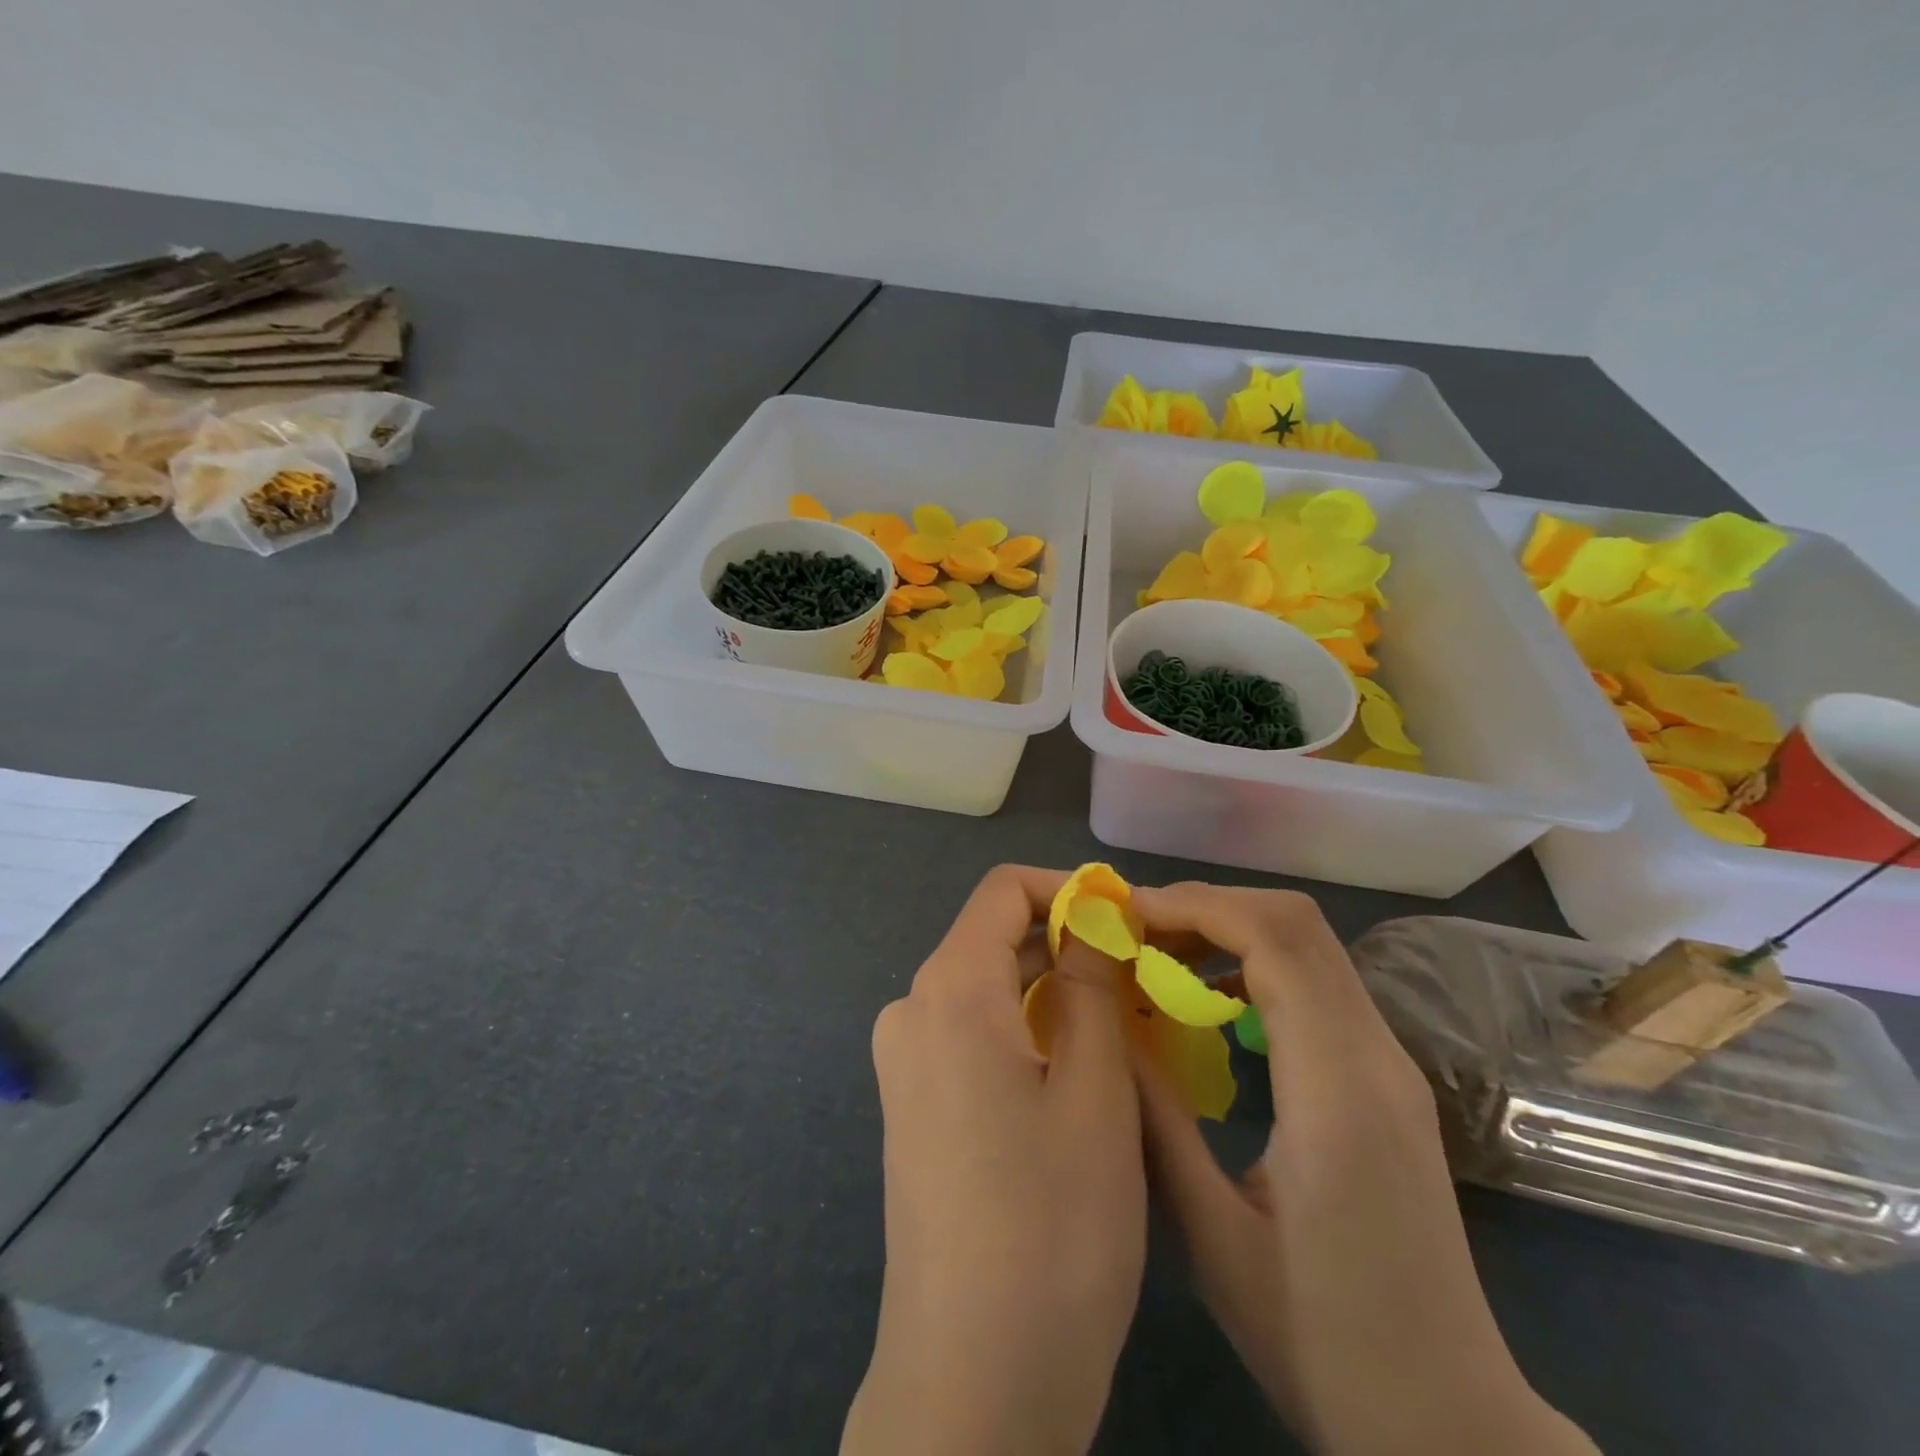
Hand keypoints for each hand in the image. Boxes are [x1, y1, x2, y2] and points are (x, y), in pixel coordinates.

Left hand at [842, 866, 1145, 1455]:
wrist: (970, 1383)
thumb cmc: (1050, 1228)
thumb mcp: (1094, 1092)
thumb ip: (1090, 986)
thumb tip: (1092, 917)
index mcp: (947, 992)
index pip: (1001, 892)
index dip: (1066, 890)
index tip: (1126, 918)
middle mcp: (912, 1012)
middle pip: (993, 940)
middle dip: (1068, 946)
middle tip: (1143, 978)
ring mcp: (906, 1064)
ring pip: (987, 992)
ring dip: (1054, 993)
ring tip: (1126, 1025)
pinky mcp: (915, 1108)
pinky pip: (974, 1037)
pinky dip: (1027, 1033)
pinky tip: (1080, 1073)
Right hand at [1130, 883, 1597, 1455]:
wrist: (1450, 1424)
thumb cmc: (1324, 1344)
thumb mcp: (1213, 1236)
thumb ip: (1157, 1118)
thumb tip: (1109, 1025)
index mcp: (1337, 1090)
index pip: (1275, 941)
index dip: (1196, 907)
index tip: (1126, 916)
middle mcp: (1377, 1057)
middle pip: (1296, 923)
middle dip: (1208, 905)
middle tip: (1134, 929)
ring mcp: (1390, 1064)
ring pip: (1310, 945)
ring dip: (1230, 929)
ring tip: (1159, 954)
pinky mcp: (1386, 1079)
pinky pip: (1317, 982)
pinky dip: (1255, 961)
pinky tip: (1209, 998)